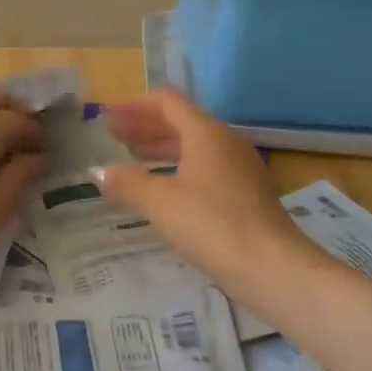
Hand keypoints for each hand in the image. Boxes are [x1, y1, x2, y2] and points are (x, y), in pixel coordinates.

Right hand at [95, 90, 308, 290]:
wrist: (272, 268)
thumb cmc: (212, 224)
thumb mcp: (160, 202)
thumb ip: (127, 183)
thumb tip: (99, 171)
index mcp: (207, 134)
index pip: (168, 102)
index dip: (134, 105)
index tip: (107, 115)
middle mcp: (226, 143)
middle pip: (181, 122)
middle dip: (144, 126)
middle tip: (113, 135)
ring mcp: (240, 169)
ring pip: (194, 148)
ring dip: (160, 148)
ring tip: (132, 160)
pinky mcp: (246, 195)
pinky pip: (205, 169)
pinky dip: (178, 169)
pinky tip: (163, 190)